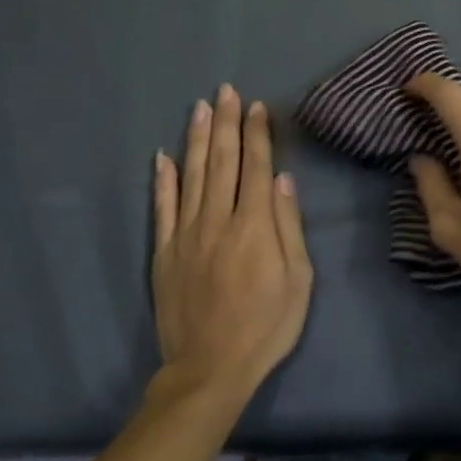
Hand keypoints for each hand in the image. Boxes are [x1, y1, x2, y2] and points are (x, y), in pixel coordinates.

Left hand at [153, 84, 312, 404]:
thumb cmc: (266, 326)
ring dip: (196, 138)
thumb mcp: (298, 280)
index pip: (256, 166)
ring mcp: (187, 234)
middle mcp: (219, 219)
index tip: (256, 106)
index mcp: (254, 225)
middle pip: (222, 161)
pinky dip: (162, 180)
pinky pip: (162, 208)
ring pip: (191, 175)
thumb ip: (289, 226)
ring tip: (200, 107)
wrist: (209, 369)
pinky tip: (162, 156)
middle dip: (225, 122)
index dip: (257, 133)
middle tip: (226, 90)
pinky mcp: (164, 252)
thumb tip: (283, 180)